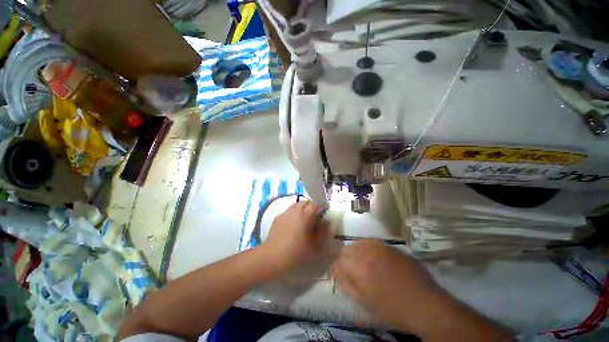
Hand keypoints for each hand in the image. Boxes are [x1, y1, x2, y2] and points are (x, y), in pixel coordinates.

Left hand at [262, 201, 327, 272]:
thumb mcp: (315, 246)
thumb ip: (323, 232)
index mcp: (305, 215)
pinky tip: (291, 225)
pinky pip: (288, 211)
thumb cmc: (297, 252)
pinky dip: (292, 214)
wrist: (273, 257)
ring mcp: (285, 213)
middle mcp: (295, 211)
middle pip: (305, 202)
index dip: (320, 208)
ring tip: (302, 220)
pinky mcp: (277, 218)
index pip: (315, 204)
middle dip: (310, 207)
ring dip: (301, 209)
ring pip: (295, 205)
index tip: (322, 215)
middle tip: (313, 217)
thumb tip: (325, 223)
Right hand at [331, 241, 510, 339]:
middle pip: (346, 248)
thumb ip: (347, 285)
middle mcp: (368, 252)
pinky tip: (374, 257)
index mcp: (360, 269)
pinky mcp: (390, 245)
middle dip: (345, 259)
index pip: (338, 260)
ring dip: (356, 251)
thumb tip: (336, 272)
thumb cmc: (394, 309)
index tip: (338, 273)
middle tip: (351, 270)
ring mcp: (380, 247)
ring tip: (362, 263)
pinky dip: (367, 247)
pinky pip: (372, 242)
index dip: (336, 267)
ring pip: (358, 242)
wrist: (426, 304)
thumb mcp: (366, 302)